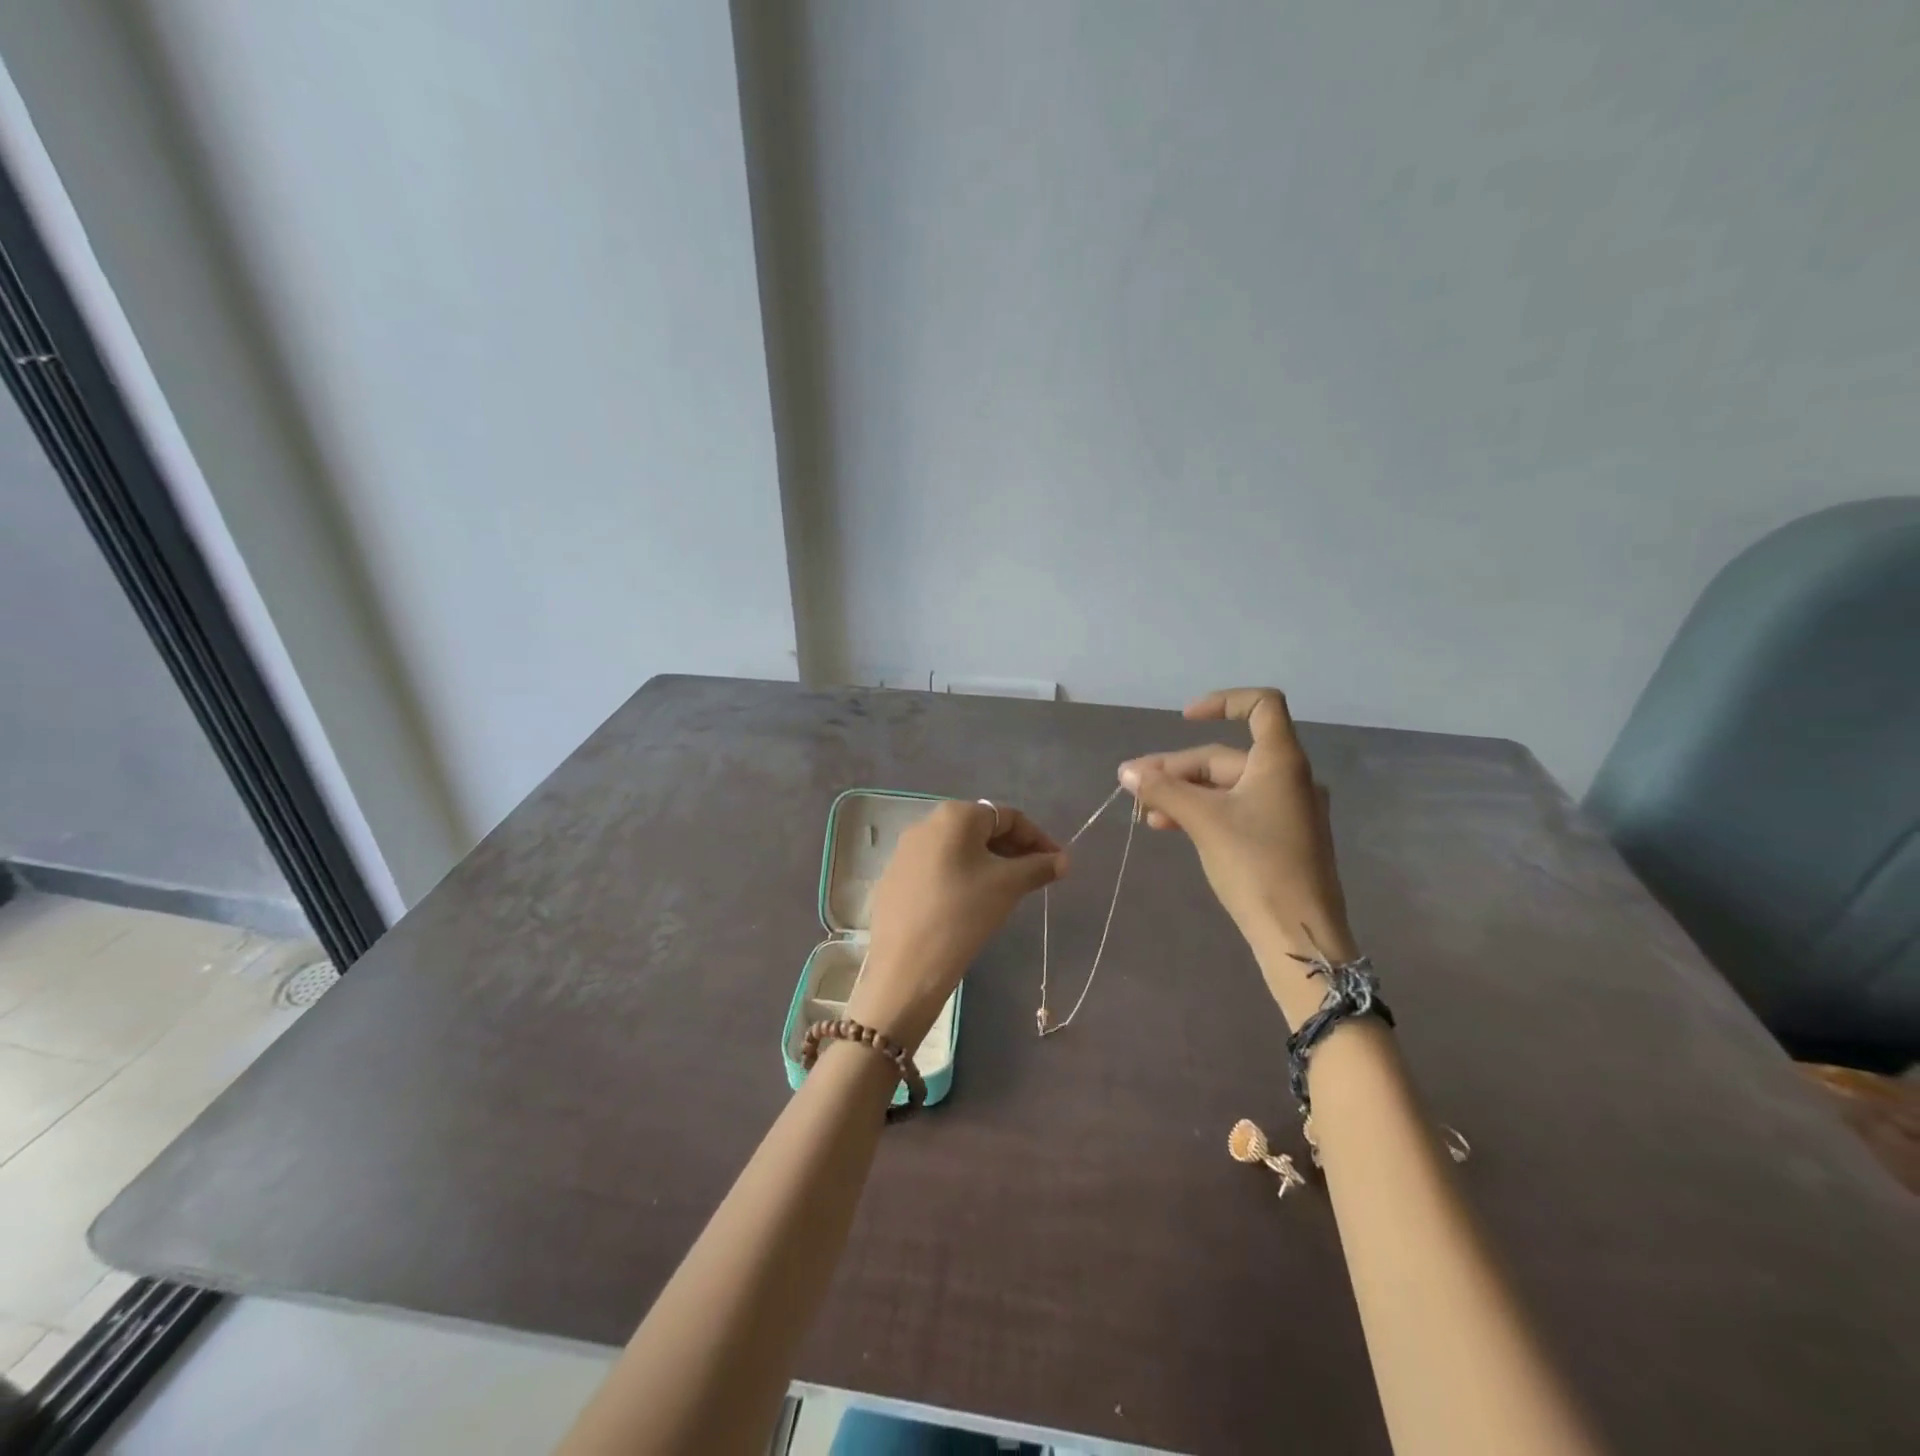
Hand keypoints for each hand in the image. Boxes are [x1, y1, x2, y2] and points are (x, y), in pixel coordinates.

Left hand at [852, 799, 1067, 1045]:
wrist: (905, 966)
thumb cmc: (963, 914)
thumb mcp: (1008, 886)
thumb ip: (1039, 867)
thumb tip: (1063, 860)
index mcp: (955, 815)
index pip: (1008, 816)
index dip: (1038, 838)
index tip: (1057, 863)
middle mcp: (926, 823)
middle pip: (982, 829)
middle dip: (1013, 850)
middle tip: (1036, 878)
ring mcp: (906, 851)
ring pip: (959, 850)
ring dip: (989, 864)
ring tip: (1008, 892)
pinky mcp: (895, 878)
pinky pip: (939, 868)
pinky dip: (962, 877)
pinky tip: (971, 904)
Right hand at [1119, 688, 1351, 1023]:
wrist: (1299, 936)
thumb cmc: (1256, 866)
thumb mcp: (1203, 822)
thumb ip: (1164, 790)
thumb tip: (1127, 772)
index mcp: (1281, 762)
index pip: (1262, 706)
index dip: (1221, 702)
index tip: (1183, 719)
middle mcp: (1289, 778)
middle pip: (1226, 756)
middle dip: (1177, 768)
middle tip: (1134, 786)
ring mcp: (1287, 810)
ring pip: (1226, 787)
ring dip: (1184, 793)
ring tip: (1145, 812)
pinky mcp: (1280, 839)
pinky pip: (1236, 810)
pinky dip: (1203, 812)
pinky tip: (1171, 827)